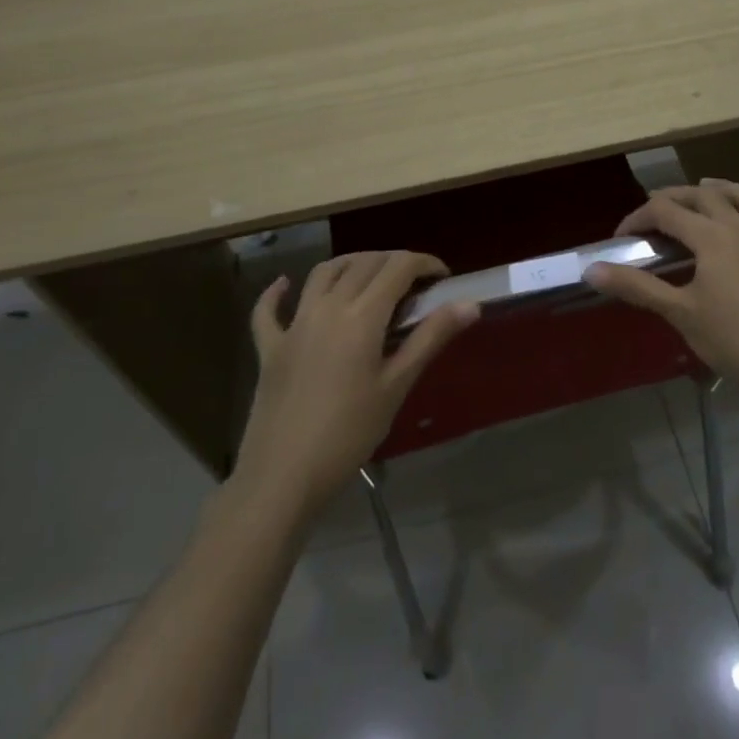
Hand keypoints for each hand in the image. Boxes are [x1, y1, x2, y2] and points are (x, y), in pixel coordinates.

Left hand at [232, 251, 477, 515]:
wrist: (283, 477)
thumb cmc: (349, 434)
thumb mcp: (396, 386)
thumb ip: (431, 338)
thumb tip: (470, 304)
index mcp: (362, 316)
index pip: (398, 267)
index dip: (425, 263)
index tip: (443, 277)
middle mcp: (327, 307)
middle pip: (364, 263)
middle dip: (394, 261)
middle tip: (416, 282)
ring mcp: (293, 325)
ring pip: (323, 273)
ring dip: (350, 264)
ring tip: (370, 275)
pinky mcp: (269, 347)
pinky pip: (268, 310)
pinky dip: (277, 292)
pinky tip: (285, 284)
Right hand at [584, 180, 738, 399]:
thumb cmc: (732, 338)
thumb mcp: (679, 312)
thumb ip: (636, 286)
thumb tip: (591, 269)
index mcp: (711, 237)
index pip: (666, 212)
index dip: (638, 218)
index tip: (620, 239)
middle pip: (706, 197)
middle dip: (677, 196)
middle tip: (656, 208)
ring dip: (731, 191)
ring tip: (712, 188)